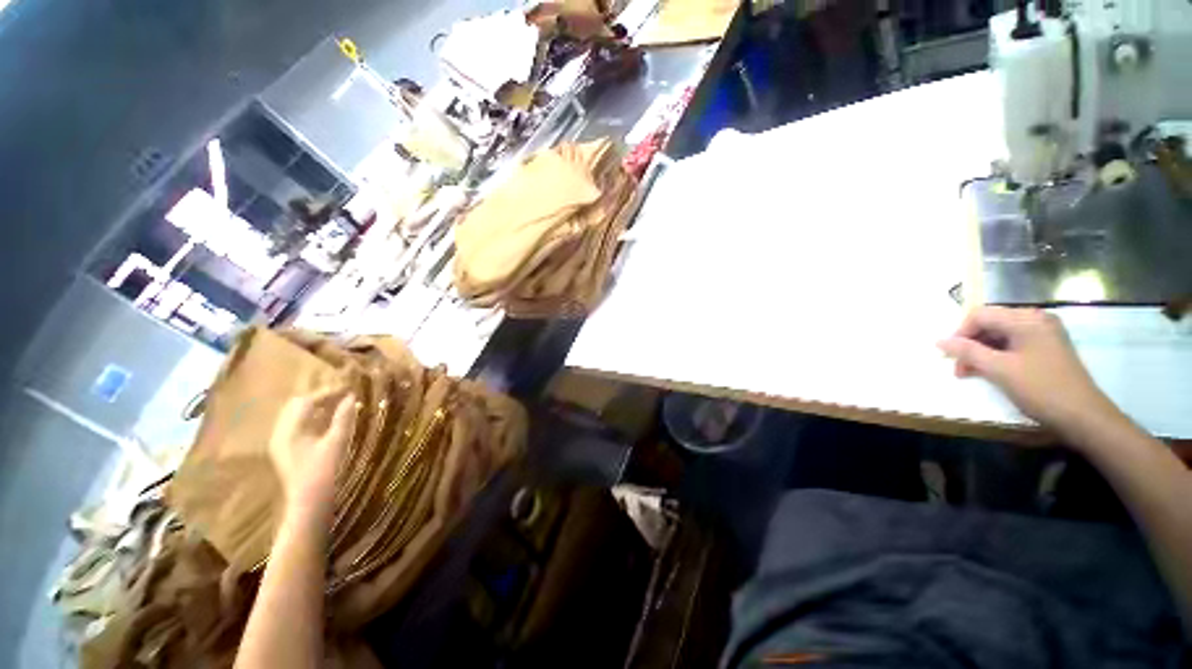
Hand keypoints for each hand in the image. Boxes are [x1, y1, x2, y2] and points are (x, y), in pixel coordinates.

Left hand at [268, 387, 356, 511]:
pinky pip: (300, 426)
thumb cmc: (324, 473)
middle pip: (298, 406)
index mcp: (290, 430)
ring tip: (341, 406)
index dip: (328, 392)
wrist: (310, 505)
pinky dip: (315, 419)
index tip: (350, 389)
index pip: (306, 401)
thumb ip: (343, 418)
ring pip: (298, 416)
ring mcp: (283, 444)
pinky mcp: (289, 452)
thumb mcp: (337, 443)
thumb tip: (352, 396)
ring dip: (318, 408)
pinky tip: (331, 423)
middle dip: (321, 397)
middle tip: (345, 396)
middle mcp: (281, 434)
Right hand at [938, 306, 1118, 437]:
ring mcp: (1044, 334)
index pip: (980, 315)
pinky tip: (991, 371)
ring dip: (981, 352)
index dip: (960, 333)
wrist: (1082, 416)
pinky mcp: (1047, 348)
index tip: (950, 356)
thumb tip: (939, 341)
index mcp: (1026, 319)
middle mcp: (1035, 320)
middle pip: (990, 324)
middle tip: (959, 368)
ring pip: (1000, 335)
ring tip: (971, 372)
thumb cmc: (1040, 388)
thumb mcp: (999, 370)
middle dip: (970, 344)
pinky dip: (997, 356)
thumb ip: (968, 352)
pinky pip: (1013, 344)